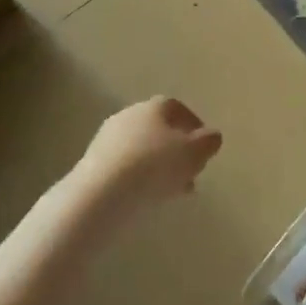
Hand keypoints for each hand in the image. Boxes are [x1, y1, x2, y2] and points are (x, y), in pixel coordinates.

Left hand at [66, 97, 222, 217]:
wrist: (101, 194)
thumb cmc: (154, 166)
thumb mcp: (194, 153)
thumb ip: (208, 142)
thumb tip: (211, 136)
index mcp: (154, 107)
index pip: (177, 108)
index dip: (193, 126)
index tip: (204, 147)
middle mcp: (129, 115)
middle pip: (158, 129)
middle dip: (176, 150)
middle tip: (190, 172)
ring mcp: (107, 139)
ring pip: (142, 149)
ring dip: (158, 166)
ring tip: (173, 190)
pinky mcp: (93, 163)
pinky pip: (125, 166)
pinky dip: (140, 177)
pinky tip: (148, 197)